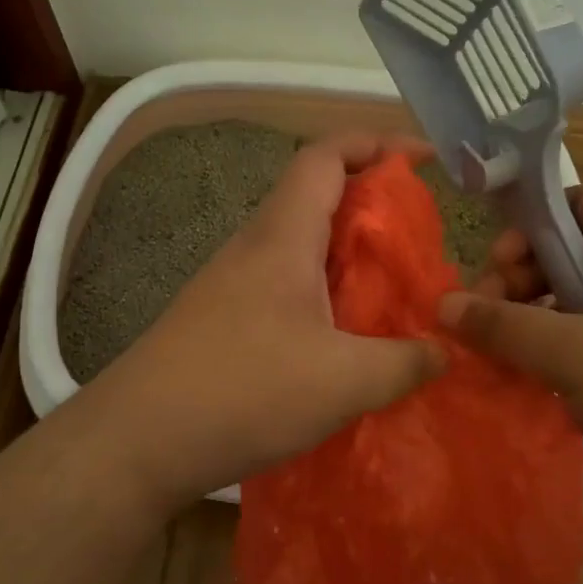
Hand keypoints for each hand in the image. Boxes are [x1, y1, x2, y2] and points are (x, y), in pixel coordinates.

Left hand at [81, 133, 446, 508]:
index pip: (324, 157)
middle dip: (370, 205)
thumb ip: (403, 363)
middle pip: (314, 198)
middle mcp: (253, 248)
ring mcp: (231, 285)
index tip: (422, 158)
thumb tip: (444, 352)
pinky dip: (321, 295)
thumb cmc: (244, 391)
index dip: (374, 143)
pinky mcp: (221, 320)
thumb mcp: (342, 381)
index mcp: (282, 237)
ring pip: (299, 247)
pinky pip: (283, 287)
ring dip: (345, 256)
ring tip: (389, 291)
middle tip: (417, 239)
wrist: (138, 440)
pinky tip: (341, 340)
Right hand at [440, 185, 582, 562]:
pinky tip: (532, 396)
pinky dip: (560, 369)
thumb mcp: (574, 352)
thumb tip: (442, 304)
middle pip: (571, 258)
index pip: (581, 202)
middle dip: (521, 284)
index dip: (533, 220)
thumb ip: (503, 326)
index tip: (494, 262)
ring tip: (498, 363)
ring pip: (579, 313)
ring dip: (534, 331)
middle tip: (484, 321)